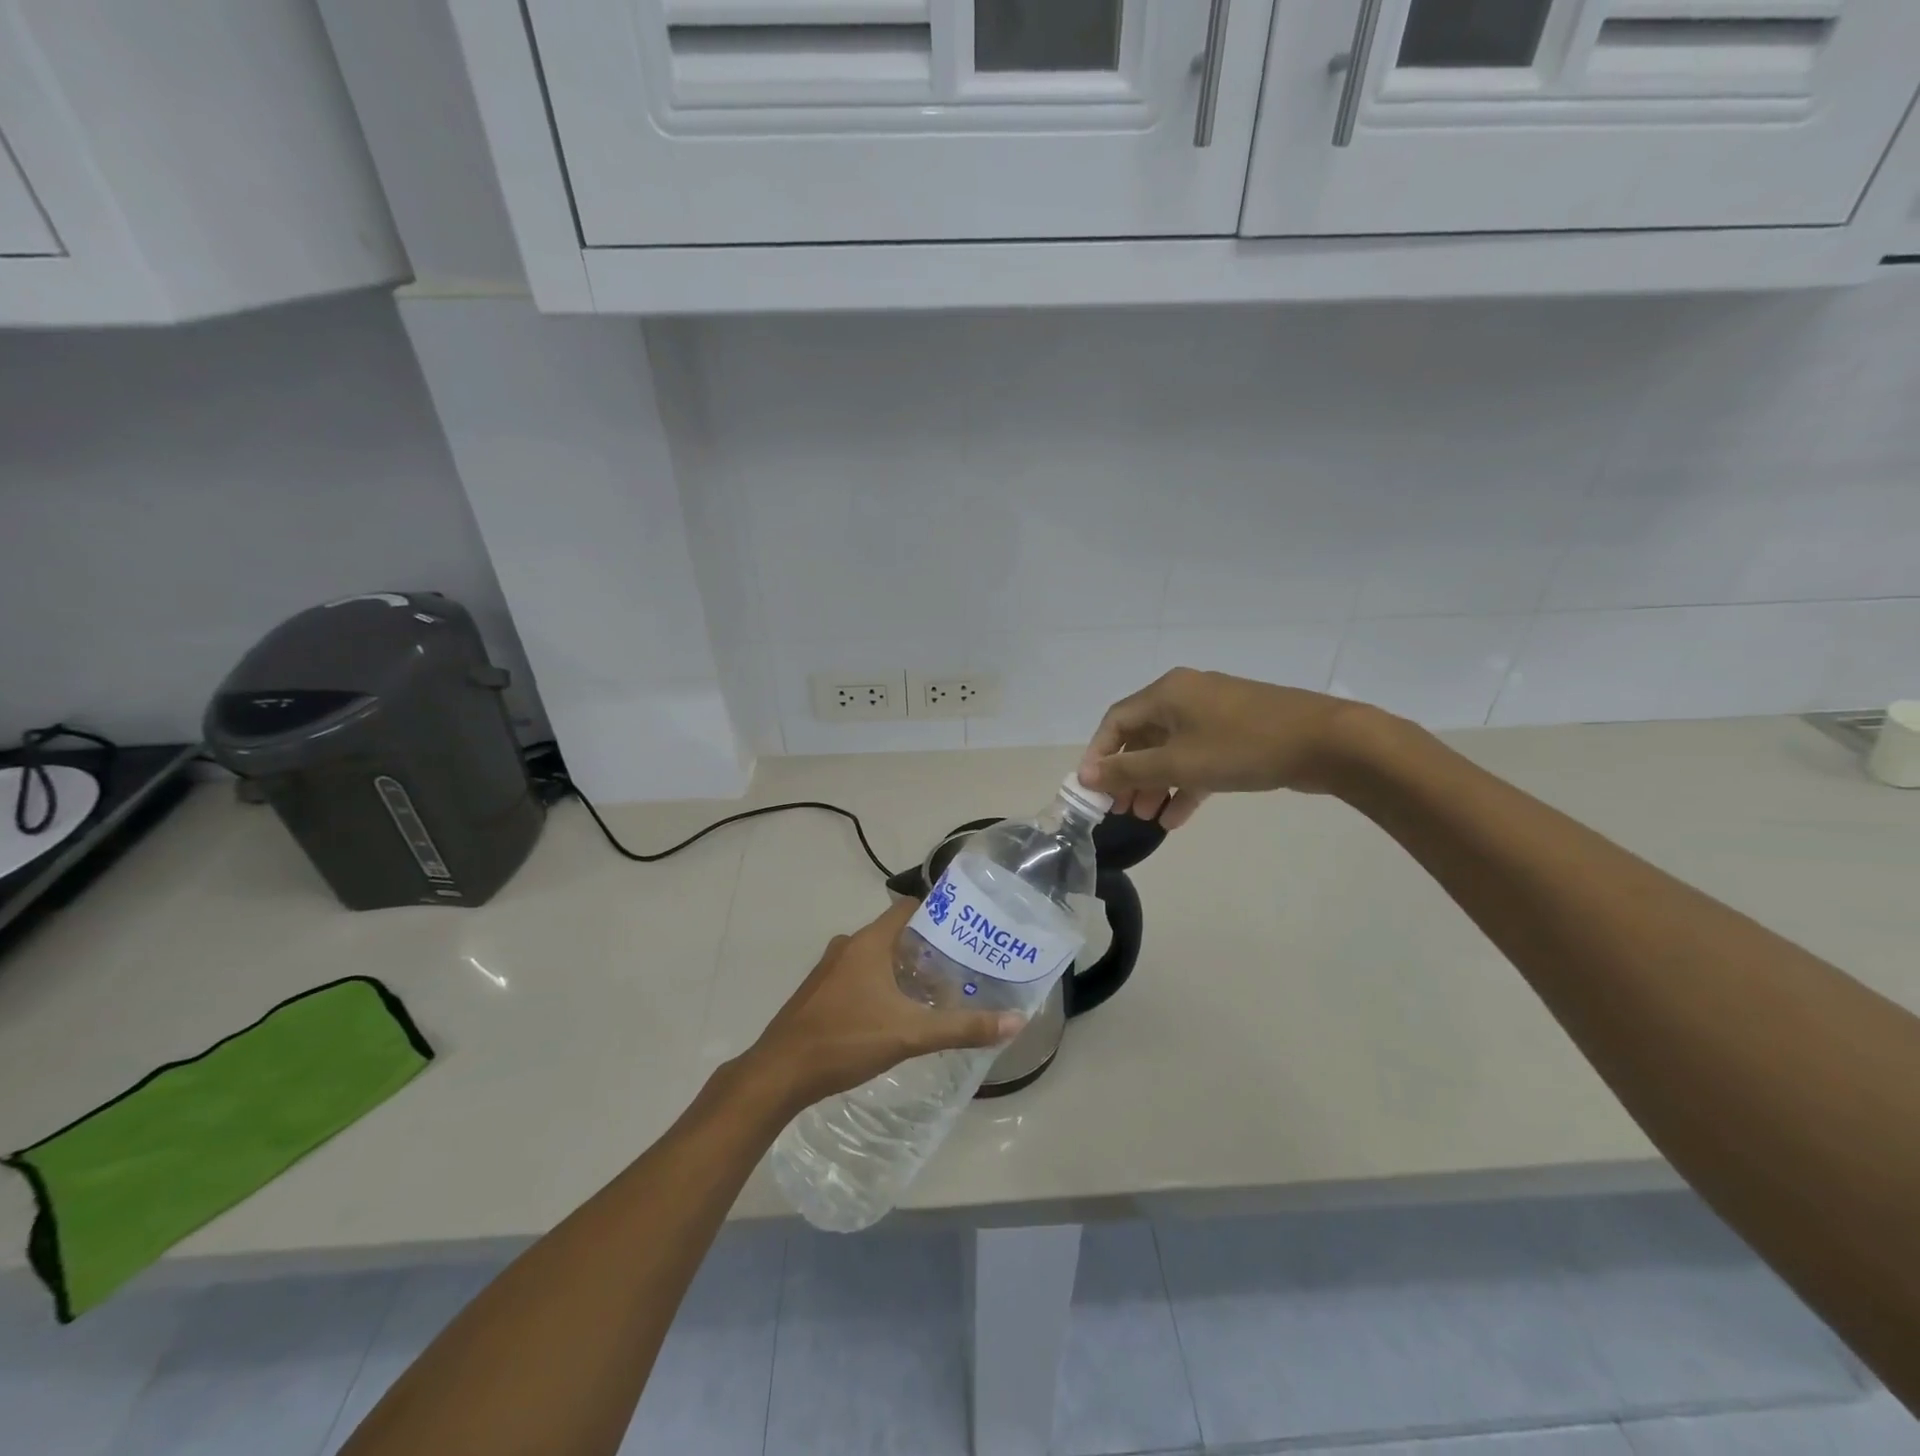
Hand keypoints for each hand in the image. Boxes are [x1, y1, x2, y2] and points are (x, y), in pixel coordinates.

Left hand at [746, 900, 1021, 1110]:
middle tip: (960, 965)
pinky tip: (898, 1013)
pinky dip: (882, 985)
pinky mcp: (819, 993)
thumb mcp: (910, 1035)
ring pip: (876, 957)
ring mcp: (830, 970)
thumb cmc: (846, 1040)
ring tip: (937, 991)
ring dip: (904, 969)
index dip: (938, 912)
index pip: (909, 908)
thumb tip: (1016, 1021)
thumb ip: (962, 1028)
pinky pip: (859, 976)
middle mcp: (848, 947)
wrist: (779, 1073)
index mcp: (868, 943)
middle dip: (927, 948)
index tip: (968, 927)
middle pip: (895, 934)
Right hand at [1078, 668, 1373, 828]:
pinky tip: (1176, 818)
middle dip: (1128, 775)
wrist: (1326, 742)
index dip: (1098, 755)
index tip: (1092, 790)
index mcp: (1166, 693)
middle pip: (1142, 736)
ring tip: (1146, 818)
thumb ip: (1129, 771)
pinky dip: (1185, 784)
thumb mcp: (1179, 763)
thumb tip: (1086, 776)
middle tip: (1120, 809)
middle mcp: (1185, 696)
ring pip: (1171, 750)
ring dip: (1156, 784)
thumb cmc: (1242, 747)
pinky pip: (1199, 757)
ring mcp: (1214, 714)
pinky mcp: (1237, 733)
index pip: (1115, 721)